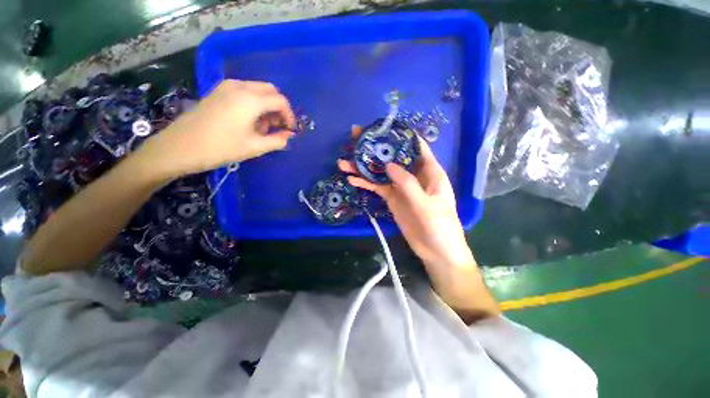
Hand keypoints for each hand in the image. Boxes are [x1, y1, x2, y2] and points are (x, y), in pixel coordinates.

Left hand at [141, 80, 295, 178]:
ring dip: (266, 105)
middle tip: (277, 127)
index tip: (290, 130)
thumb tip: (290, 136)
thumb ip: (277, 140)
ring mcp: (226, 86)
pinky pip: (244, 91)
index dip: (290, 116)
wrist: (180, 147)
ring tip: (262, 127)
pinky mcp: (218, 91)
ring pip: (257, 89)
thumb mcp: (254, 147)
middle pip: (270, 90)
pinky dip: (254, 102)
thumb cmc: (220, 148)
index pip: (280, 101)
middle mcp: (240, 87)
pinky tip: (248, 120)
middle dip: (279, 108)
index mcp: (250, 100)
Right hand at [338, 126, 472, 270]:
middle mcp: (413, 175)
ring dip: (364, 166)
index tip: (381, 127)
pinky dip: (365, 183)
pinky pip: (377, 187)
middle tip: (354, 137)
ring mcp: (401, 187)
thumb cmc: (440, 227)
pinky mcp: (392, 199)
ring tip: (344, 161)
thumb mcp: (426, 205)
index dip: (400, 135)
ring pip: (381, 172)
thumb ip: (408, 184)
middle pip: (393, 156)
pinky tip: (351, 179)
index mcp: (429, 171)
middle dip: (375, 147)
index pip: (416, 146)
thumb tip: (388, 164)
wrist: (436, 251)